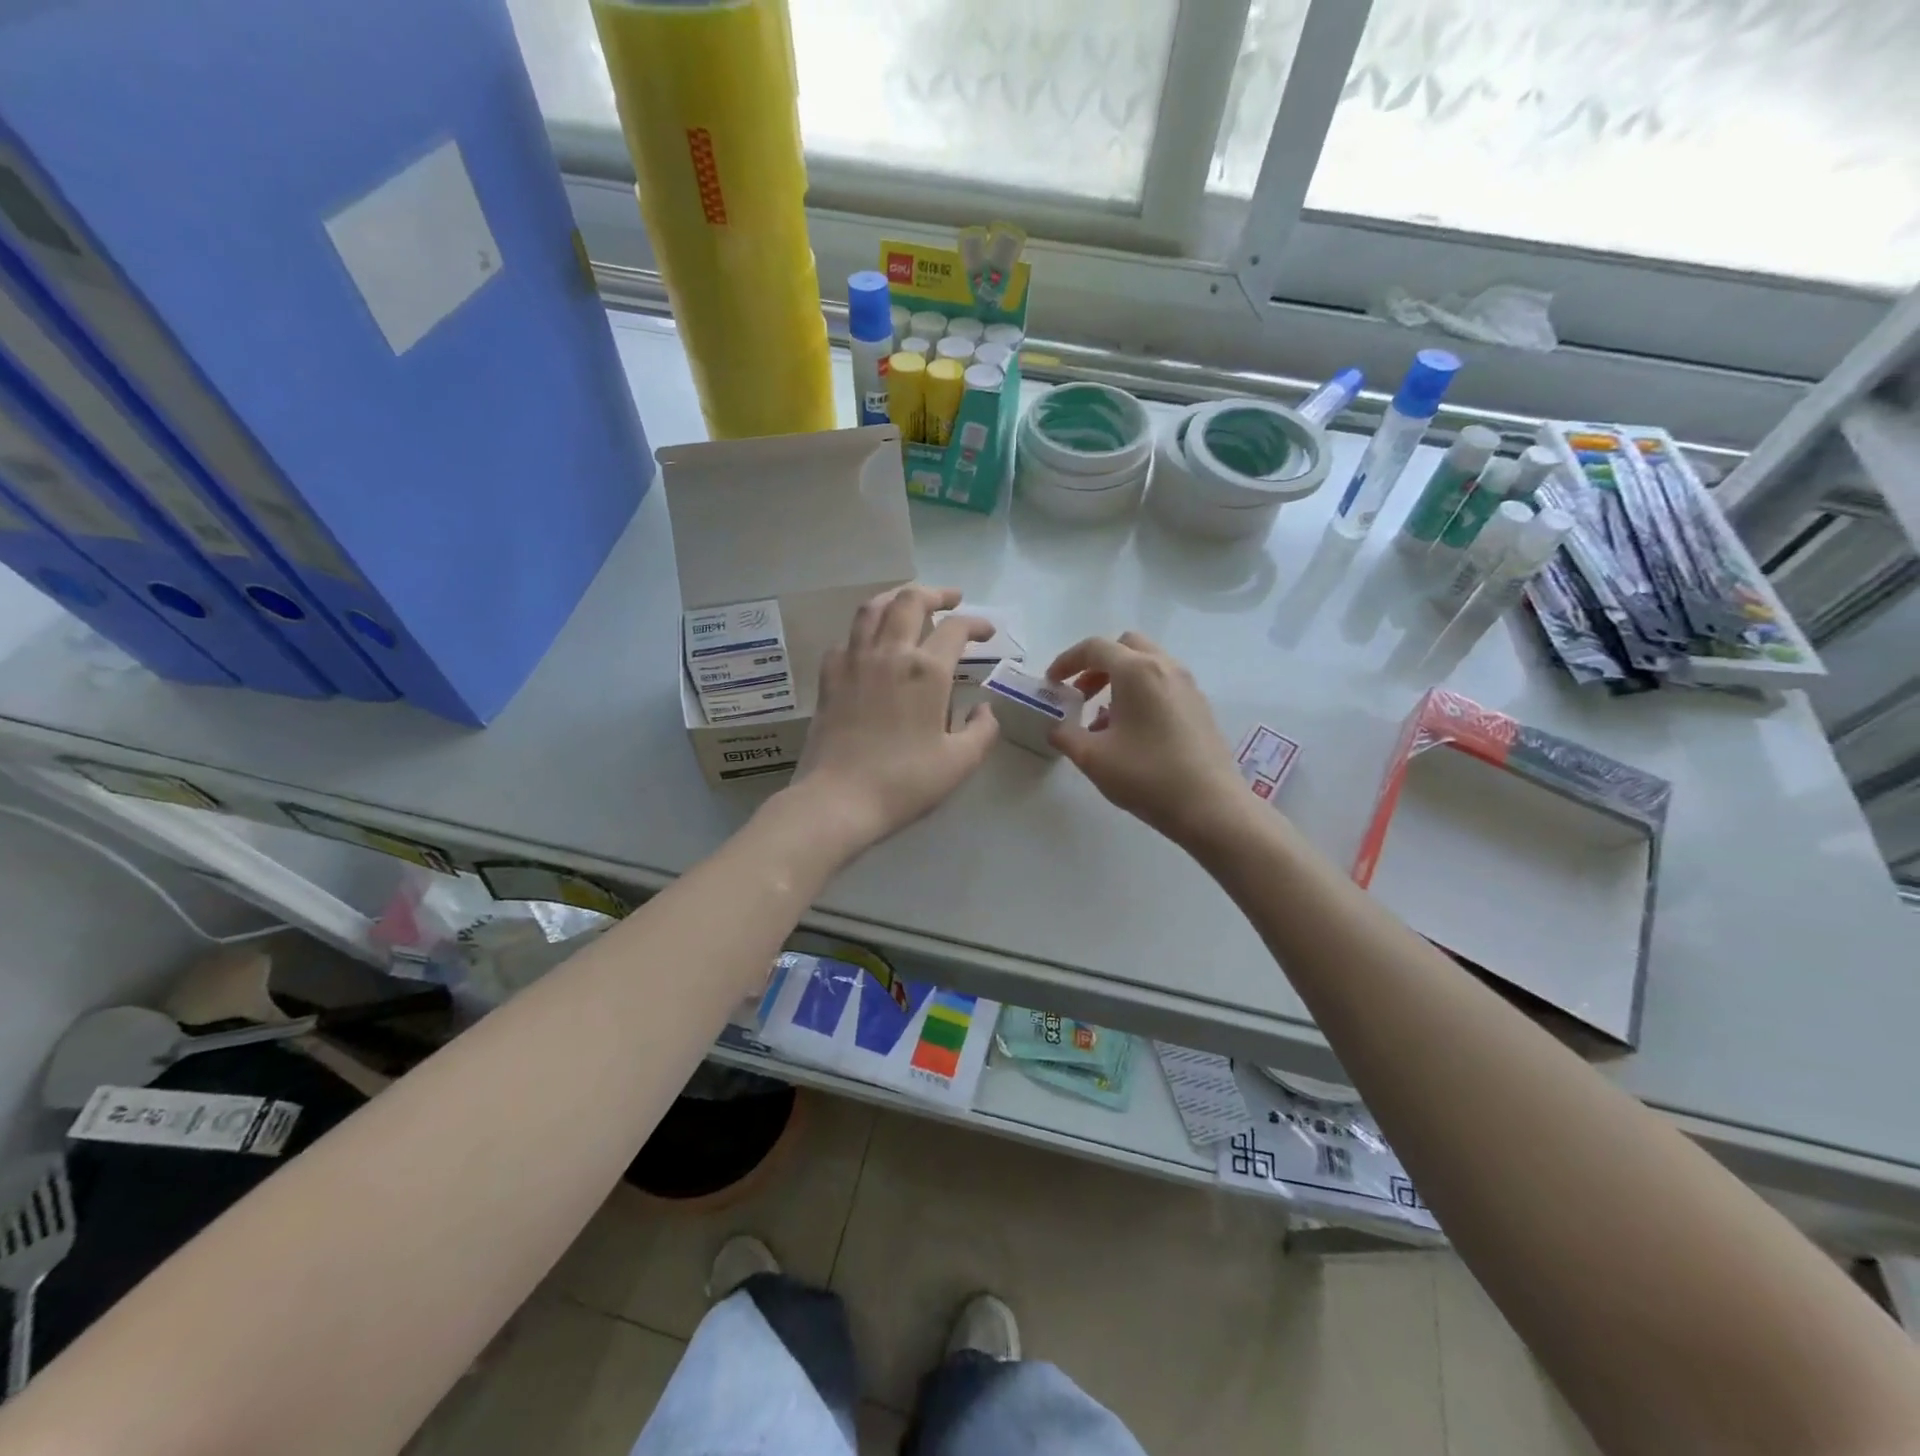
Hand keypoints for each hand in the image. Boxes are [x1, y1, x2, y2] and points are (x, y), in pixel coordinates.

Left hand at [788, 586, 998, 859]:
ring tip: (909, 601)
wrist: (838, 799)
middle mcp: (890, 653)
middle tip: (952, 599)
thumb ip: (982, 731)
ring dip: (896, 597)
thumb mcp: (960, 763)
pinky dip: (865, 630)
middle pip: (911, 601)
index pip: (956, 629)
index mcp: (926, 671)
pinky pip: (848, 637)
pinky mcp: (829, 676)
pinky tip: (872, 643)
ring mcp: (854, 660)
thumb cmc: (905, 782)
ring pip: (873, 608)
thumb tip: (983, 709)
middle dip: (936, 593)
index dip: (977, 624)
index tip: (988, 633)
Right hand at [1046, 631, 1250, 848]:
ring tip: (1103, 719)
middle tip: (1081, 694)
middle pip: (1126, 647)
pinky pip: (1163, 684)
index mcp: (1136, 671)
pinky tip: (1132, 732)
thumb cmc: (1147, 776)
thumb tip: (1057, 728)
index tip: (1052, 682)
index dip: (1066, 660)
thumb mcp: (1092, 758)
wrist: (1211, 807)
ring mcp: (1188, 686)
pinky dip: (1141, 693)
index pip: (1095, 648)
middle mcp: (1165, 668)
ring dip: (1119, 680)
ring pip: (1147, 665)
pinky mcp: (1200, 707)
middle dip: (1097, 664)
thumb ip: (1066, 736)